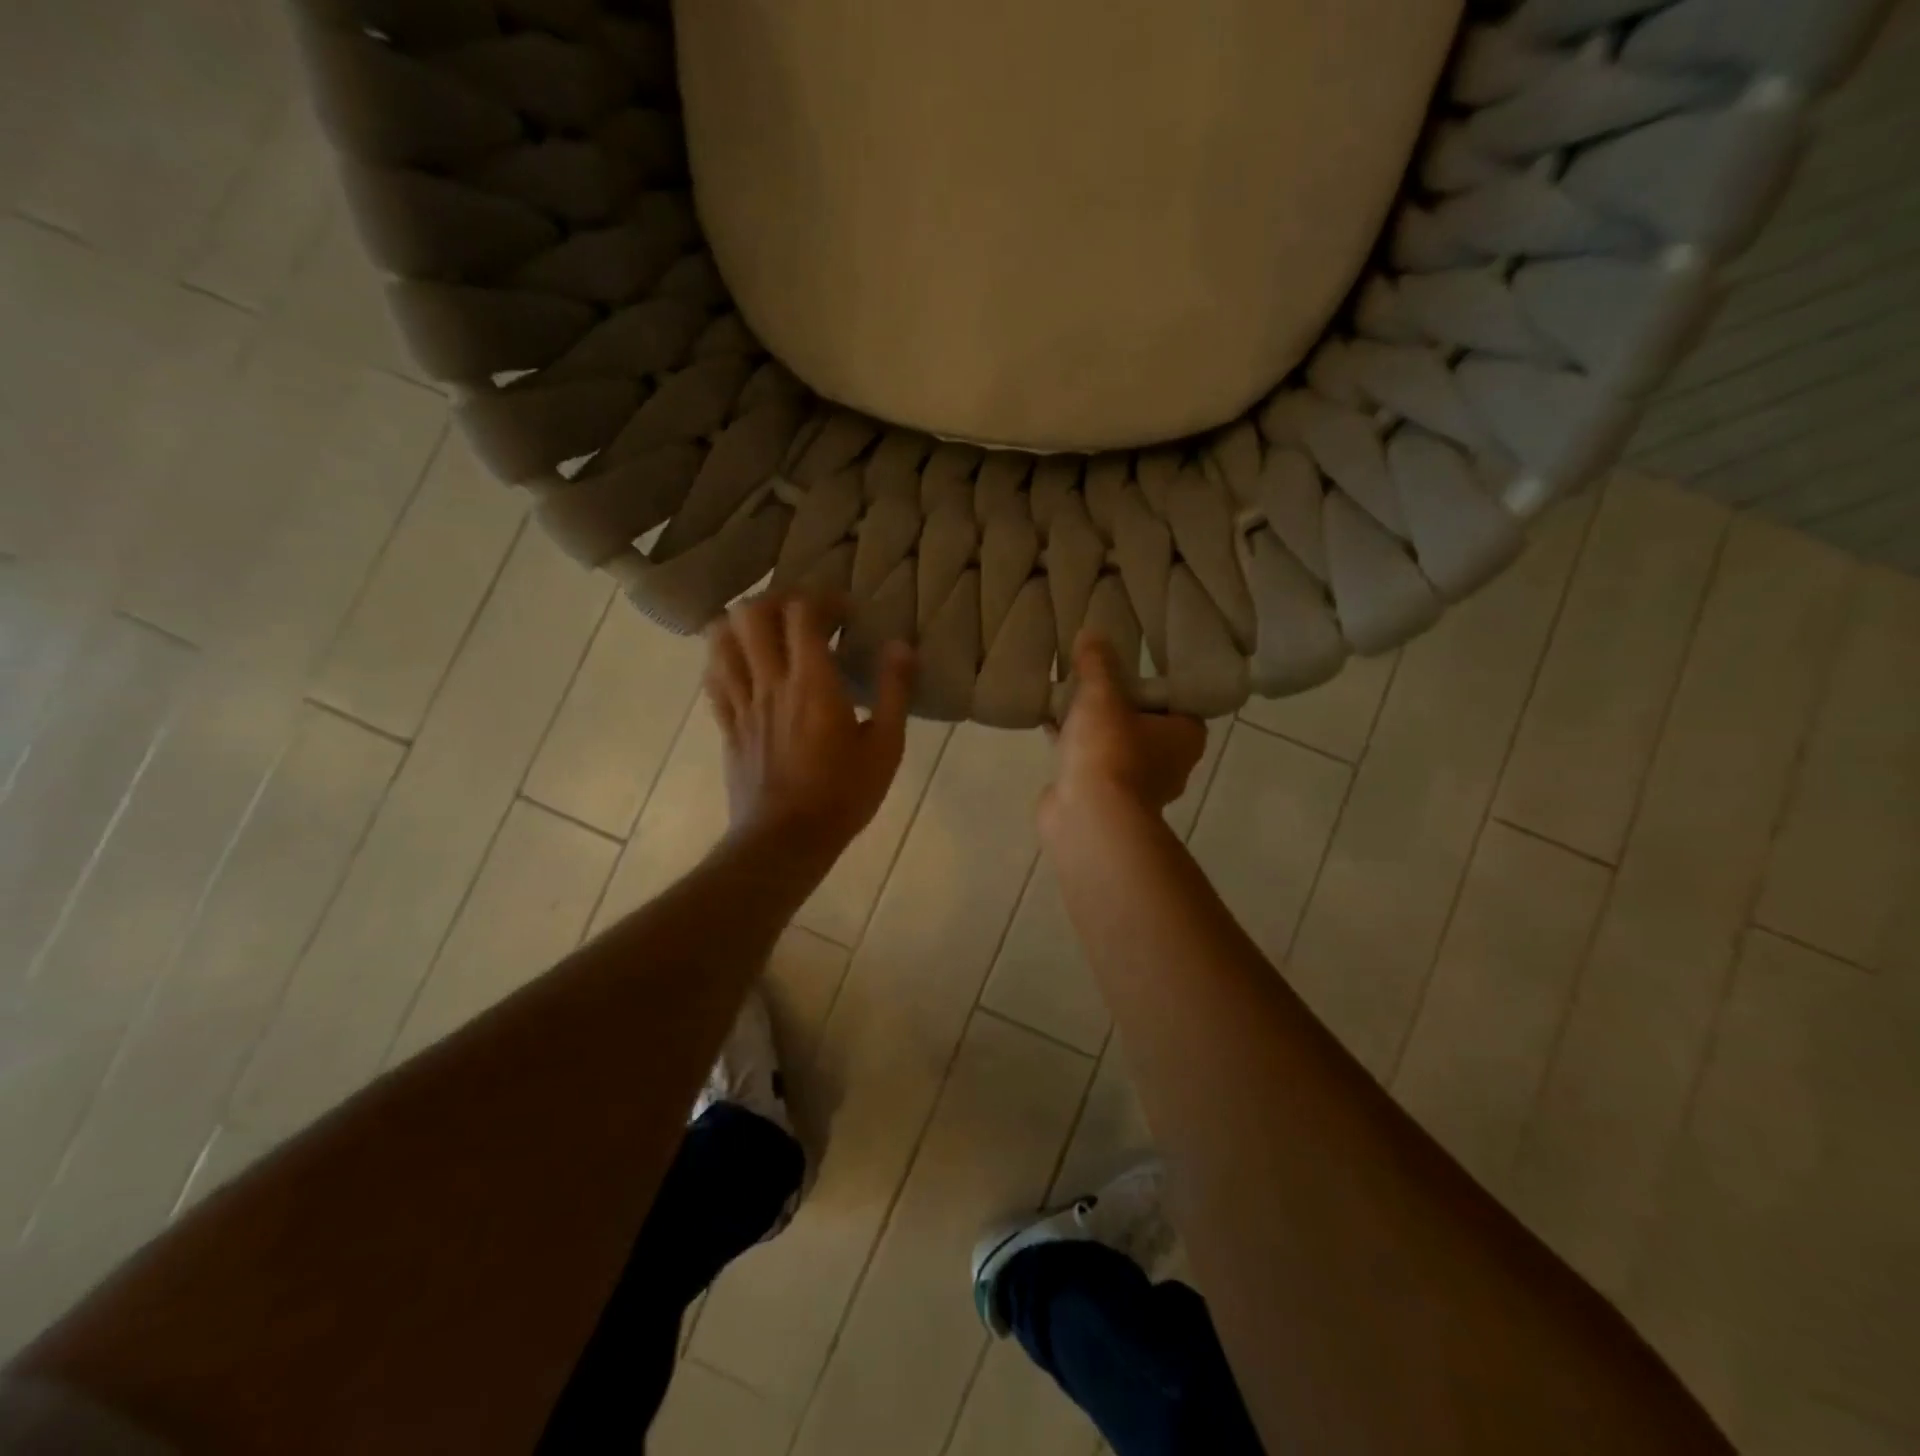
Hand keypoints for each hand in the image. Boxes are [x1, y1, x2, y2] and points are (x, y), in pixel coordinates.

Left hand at [704, 592, 915, 857]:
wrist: (786, 840)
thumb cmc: (843, 795)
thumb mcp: (886, 747)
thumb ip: (895, 691)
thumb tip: (902, 645)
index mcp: (813, 683)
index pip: (802, 612)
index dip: (823, 598)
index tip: (846, 612)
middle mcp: (770, 682)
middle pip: (752, 613)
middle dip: (778, 600)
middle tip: (804, 614)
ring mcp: (742, 703)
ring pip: (721, 639)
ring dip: (743, 623)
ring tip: (769, 633)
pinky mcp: (727, 726)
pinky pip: (713, 677)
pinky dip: (724, 658)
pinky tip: (745, 665)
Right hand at [1043, 632, 1205, 823]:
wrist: (1087, 818)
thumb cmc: (1110, 752)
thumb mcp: (1102, 695)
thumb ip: (1097, 664)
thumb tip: (1091, 632)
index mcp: (1184, 736)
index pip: (1175, 699)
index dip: (1152, 681)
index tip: (1128, 662)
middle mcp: (1167, 762)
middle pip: (1141, 721)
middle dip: (1116, 701)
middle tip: (1093, 673)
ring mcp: (1134, 783)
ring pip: (1113, 742)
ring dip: (1092, 724)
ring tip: (1065, 693)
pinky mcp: (1102, 796)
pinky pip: (1088, 760)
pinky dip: (1073, 744)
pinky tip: (1048, 722)